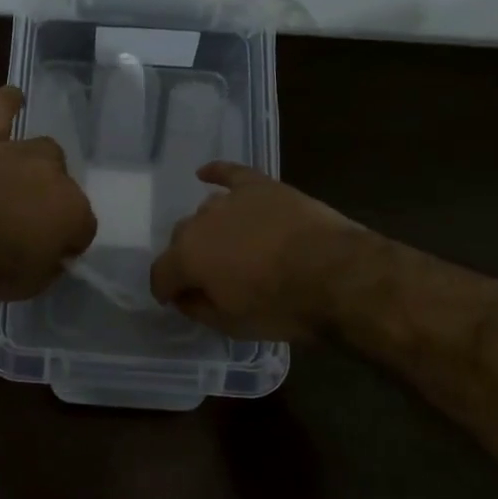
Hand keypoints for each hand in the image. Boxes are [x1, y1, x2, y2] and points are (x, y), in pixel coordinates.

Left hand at [0, 85, 97, 301]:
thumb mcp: (33, 283)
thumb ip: (49, 263)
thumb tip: (52, 254)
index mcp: (75, 212)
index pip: (83, 227)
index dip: (67, 242)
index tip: (51, 255)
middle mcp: (55, 175)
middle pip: (64, 185)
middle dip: (51, 203)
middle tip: (26, 223)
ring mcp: (19, 152)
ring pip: (40, 151)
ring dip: (33, 168)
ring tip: (20, 181)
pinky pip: (0, 112)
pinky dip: (7, 104)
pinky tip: (13, 96)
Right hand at [150, 162, 364, 340]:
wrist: (336, 274)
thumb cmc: (281, 307)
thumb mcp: (232, 325)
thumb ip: (198, 308)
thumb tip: (183, 297)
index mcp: (187, 257)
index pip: (161, 273)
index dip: (165, 290)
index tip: (174, 300)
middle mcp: (200, 222)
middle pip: (181, 238)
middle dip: (188, 258)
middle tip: (209, 277)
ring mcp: (231, 200)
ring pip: (206, 211)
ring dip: (209, 229)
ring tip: (227, 245)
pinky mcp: (260, 186)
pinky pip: (230, 173)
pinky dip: (216, 173)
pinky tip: (205, 174)